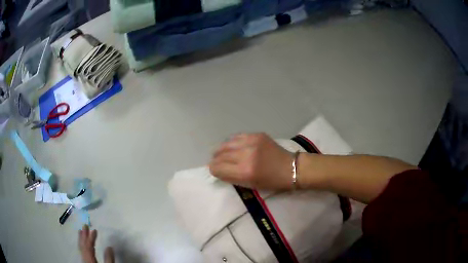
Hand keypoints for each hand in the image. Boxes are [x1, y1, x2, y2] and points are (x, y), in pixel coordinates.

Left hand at [79, 225, 114, 262]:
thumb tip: (109, 247)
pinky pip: (82, 251)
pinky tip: (83, 244)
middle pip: (82, 245)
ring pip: (80, 248)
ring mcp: (84, 260)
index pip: (89, 246)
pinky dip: (82, 245)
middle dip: (83, 235)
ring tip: (81, 231)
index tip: (94, 229)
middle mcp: (84, 258)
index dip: (91, 237)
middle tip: (84, 225)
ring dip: (81, 239)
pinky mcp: (85, 262)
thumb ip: (109, 259)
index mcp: (89, 259)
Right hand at [209, 133, 292, 189]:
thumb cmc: (272, 182)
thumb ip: (231, 177)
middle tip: (216, 162)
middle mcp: (245, 155)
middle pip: (220, 155)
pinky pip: (237, 137)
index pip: (217, 168)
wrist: (291, 168)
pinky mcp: (257, 135)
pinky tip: (233, 146)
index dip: (213, 170)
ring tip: (221, 153)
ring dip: (221, 150)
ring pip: (226, 143)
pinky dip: (232, 142)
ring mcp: (251, 142)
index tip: (215, 170)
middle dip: (216, 160)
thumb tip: (217, 169)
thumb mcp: (250, 185)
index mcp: (244, 172)